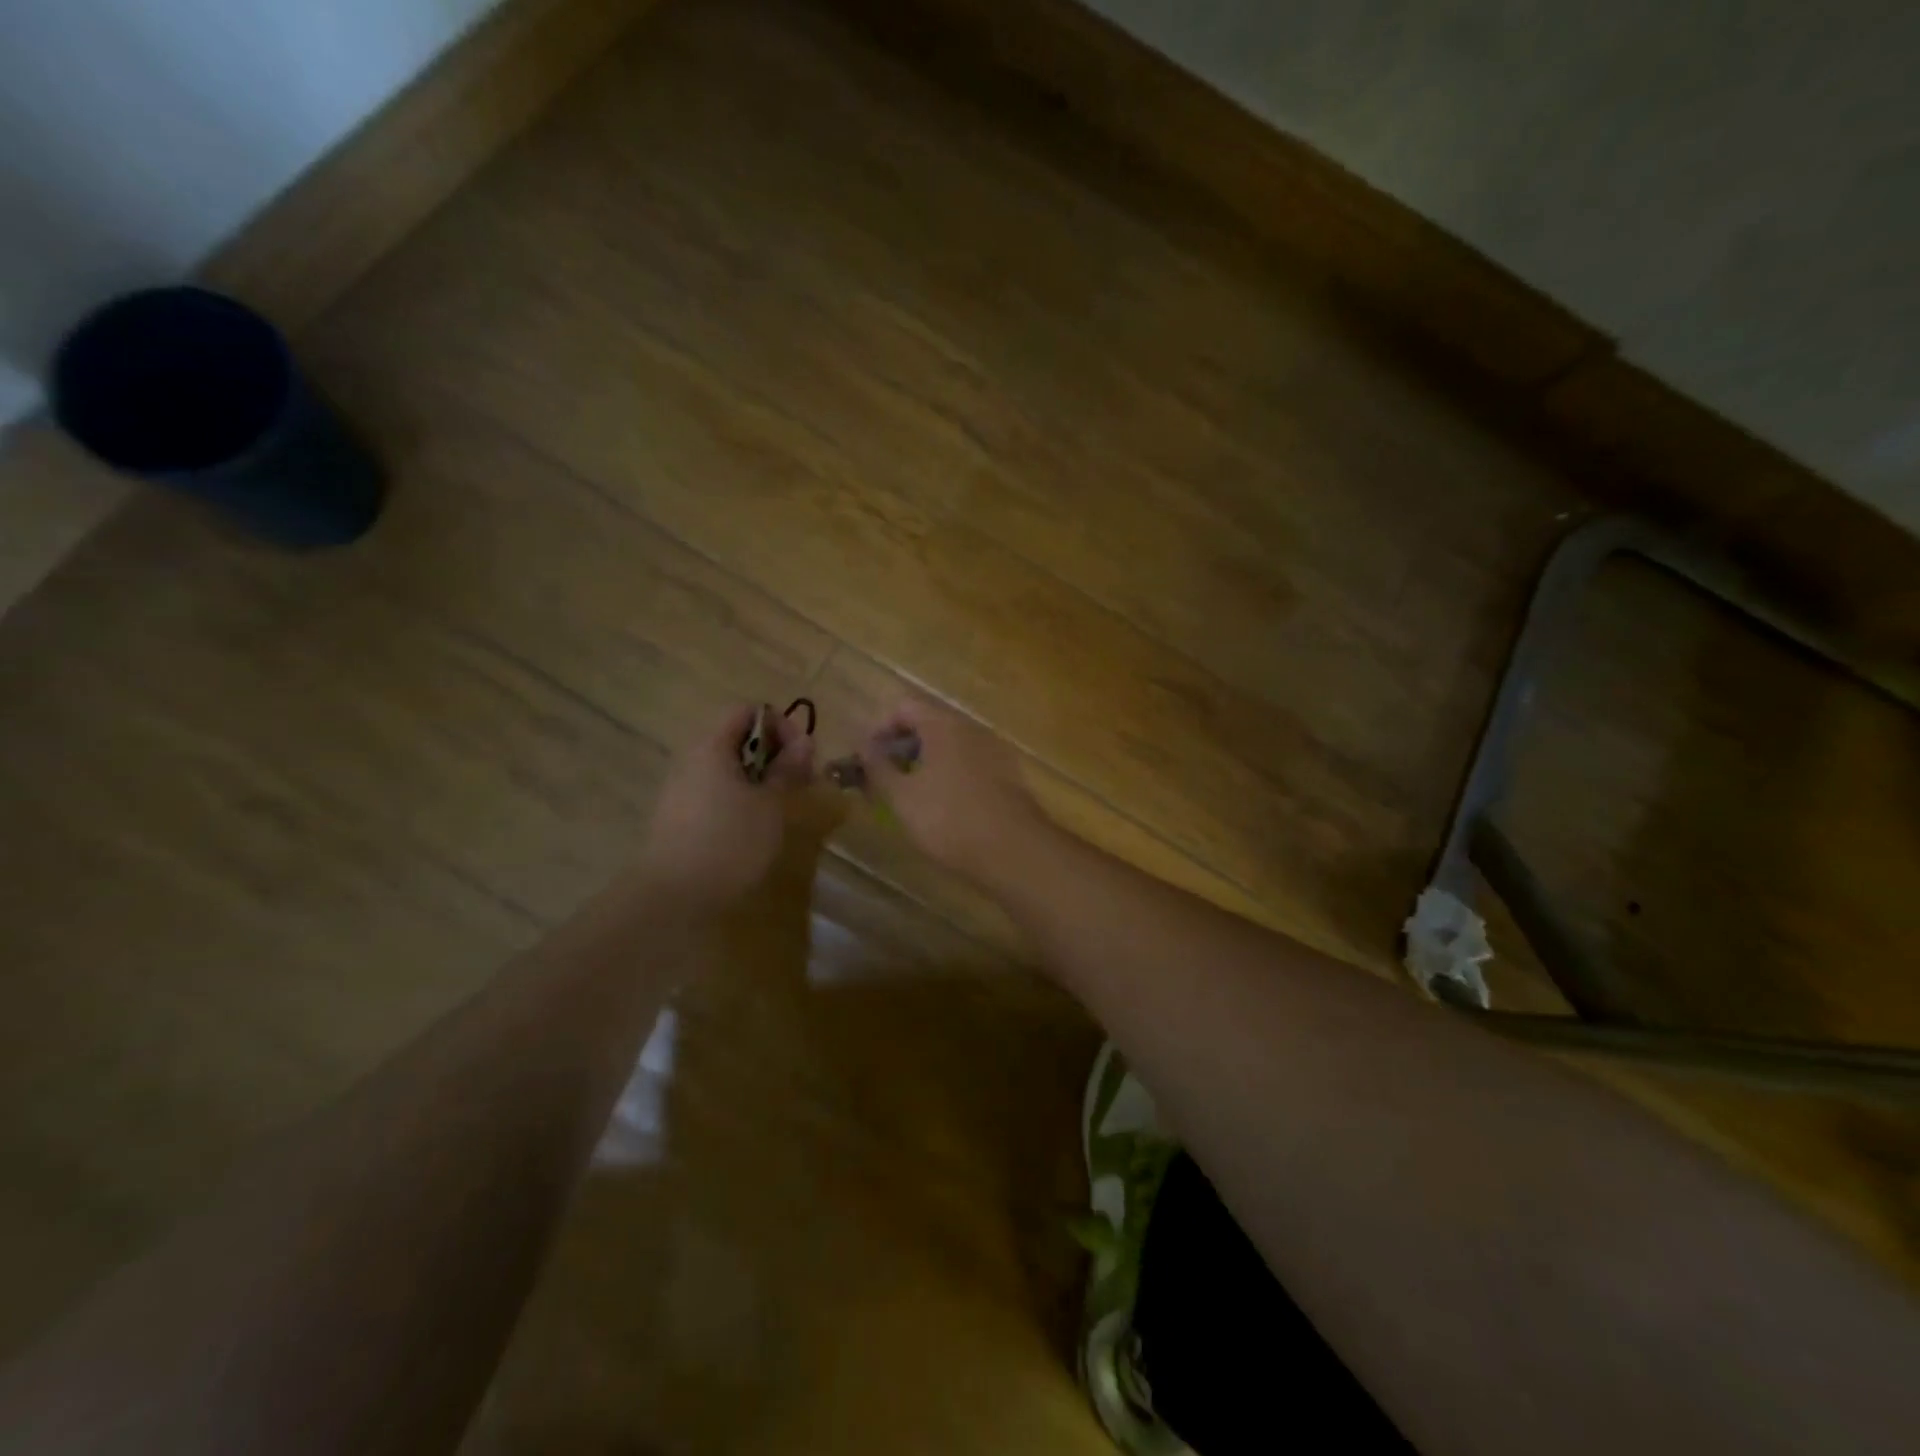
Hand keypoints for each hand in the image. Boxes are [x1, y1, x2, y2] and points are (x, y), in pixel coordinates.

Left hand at [637, 704, 813, 914]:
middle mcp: (692, 759)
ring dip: (761, 779)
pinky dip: (741, 799)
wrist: (673, 898)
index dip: (781, 725)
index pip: (748, 711)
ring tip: (781, 807)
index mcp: (712, 746)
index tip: (803, 757)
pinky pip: (716, 792)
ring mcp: (681, 789)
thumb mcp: (772, 804)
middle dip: (774, 754)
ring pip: (729, 768)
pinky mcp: (679, 817)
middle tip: (798, 783)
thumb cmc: (730, 842)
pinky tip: (755, 827)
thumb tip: (804, 742)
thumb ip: (789, 769)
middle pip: (738, 738)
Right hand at [860, 698, 1047, 884]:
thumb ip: (878, 767)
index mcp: (944, 725)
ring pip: (951, 747)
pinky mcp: (1010, 776)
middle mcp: (973, 729)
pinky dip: (951, 777)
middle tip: (883, 781)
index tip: (865, 760)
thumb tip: (863, 745)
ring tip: (909, 798)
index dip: (879, 730)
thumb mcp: (902, 797)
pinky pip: (971, 766)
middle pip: (929, 725)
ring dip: (926, 765)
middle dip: (902, 749)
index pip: (904, 707)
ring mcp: (996, 751)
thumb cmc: (950, 819)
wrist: (1015, 852)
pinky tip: (944, 809)